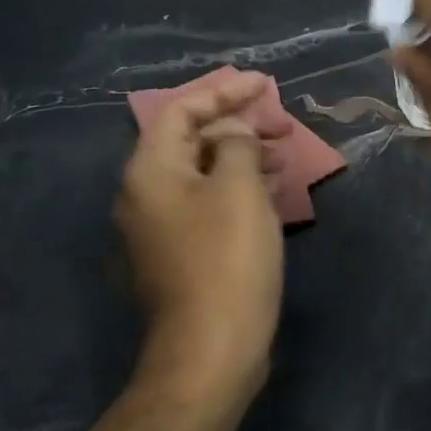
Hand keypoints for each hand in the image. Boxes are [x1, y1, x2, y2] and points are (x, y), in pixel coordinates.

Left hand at [116, 70, 284, 405]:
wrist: (211, 346)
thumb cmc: (226, 257)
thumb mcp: (238, 187)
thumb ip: (235, 144)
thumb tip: (232, 133)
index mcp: (151, 172)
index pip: (182, 110)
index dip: (224, 92)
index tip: (266, 84)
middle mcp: (146, 195)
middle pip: (190, 140)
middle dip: (238, 124)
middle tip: (282, 123)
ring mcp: (162, 227)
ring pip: (203, 172)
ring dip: (243, 155)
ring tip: (285, 155)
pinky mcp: (182, 253)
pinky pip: (209, 201)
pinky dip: (239, 186)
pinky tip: (271, 190)